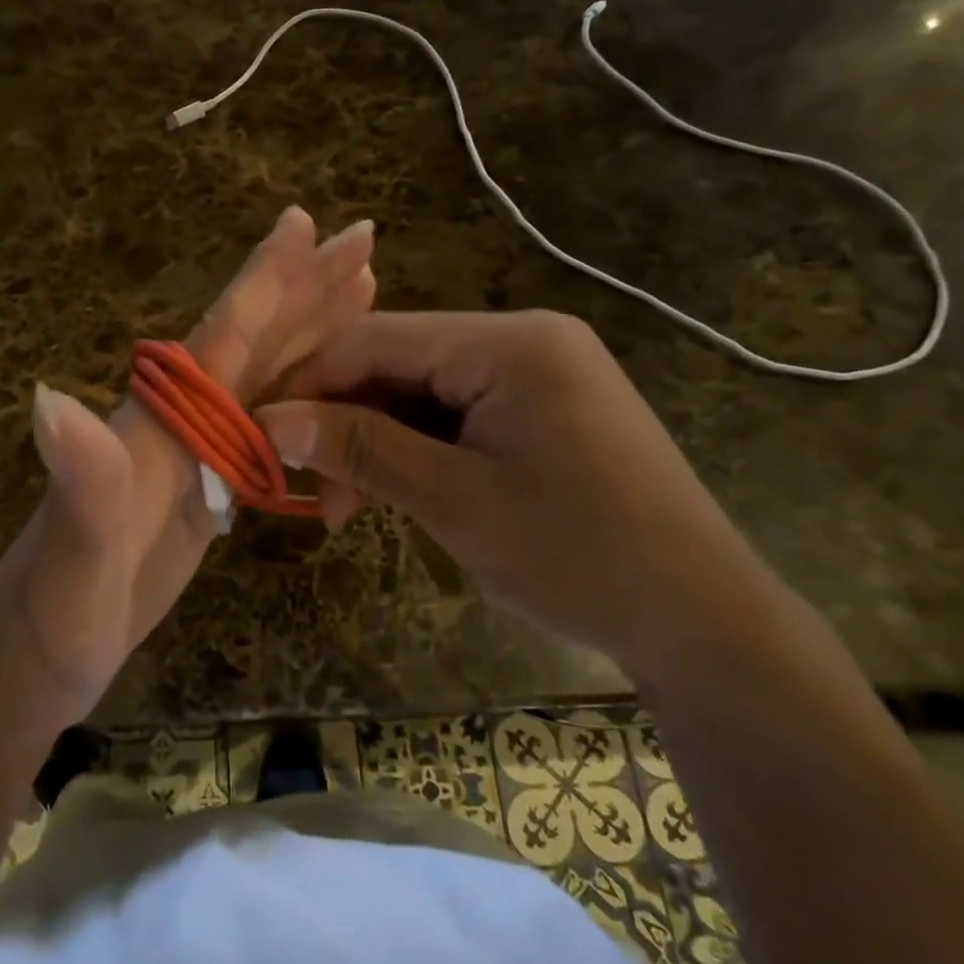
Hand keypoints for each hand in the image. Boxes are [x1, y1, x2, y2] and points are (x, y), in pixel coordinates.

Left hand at [0, 207, 375, 723]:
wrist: (30, 665)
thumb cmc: (48, 623)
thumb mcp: (68, 567)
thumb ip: (76, 489)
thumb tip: (50, 398)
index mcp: (155, 423)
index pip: (218, 339)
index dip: (262, 282)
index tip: (302, 219)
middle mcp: (176, 423)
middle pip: (254, 342)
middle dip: (307, 289)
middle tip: (361, 236)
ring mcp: (191, 455)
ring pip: (266, 377)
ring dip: (314, 333)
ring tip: (361, 291)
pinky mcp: (203, 489)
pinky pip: (266, 427)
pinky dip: (304, 399)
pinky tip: (328, 393)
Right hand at [254, 311, 781, 676]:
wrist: (704, 623)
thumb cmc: (580, 556)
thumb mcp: (455, 501)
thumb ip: (361, 448)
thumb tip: (273, 420)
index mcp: (509, 342)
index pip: (377, 339)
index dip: (308, 382)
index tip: (258, 430)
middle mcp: (522, 339)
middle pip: (397, 363)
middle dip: (343, 422)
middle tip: (303, 487)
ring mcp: (535, 373)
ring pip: (421, 393)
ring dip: (375, 443)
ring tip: (342, 510)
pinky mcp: (541, 409)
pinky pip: (455, 415)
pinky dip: (416, 451)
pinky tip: (392, 494)